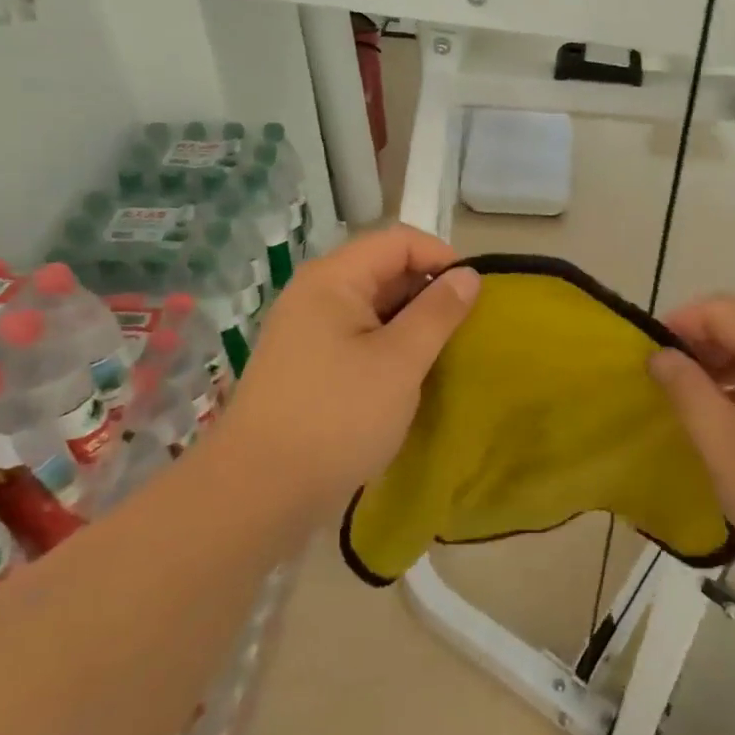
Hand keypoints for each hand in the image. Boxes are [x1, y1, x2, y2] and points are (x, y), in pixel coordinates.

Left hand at [215, 227, 478, 541]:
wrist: (258, 493)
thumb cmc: (337, 418)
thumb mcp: (400, 362)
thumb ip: (438, 313)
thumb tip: (469, 275)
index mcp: (333, 279)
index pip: (399, 241)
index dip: (442, 257)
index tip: (476, 295)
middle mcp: (315, 294)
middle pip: (384, 269)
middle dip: (429, 291)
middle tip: (465, 329)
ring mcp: (308, 331)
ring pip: (374, 307)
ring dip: (412, 323)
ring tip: (445, 354)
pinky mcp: (308, 365)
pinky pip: (359, 337)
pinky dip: (390, 346)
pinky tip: (410, 376)